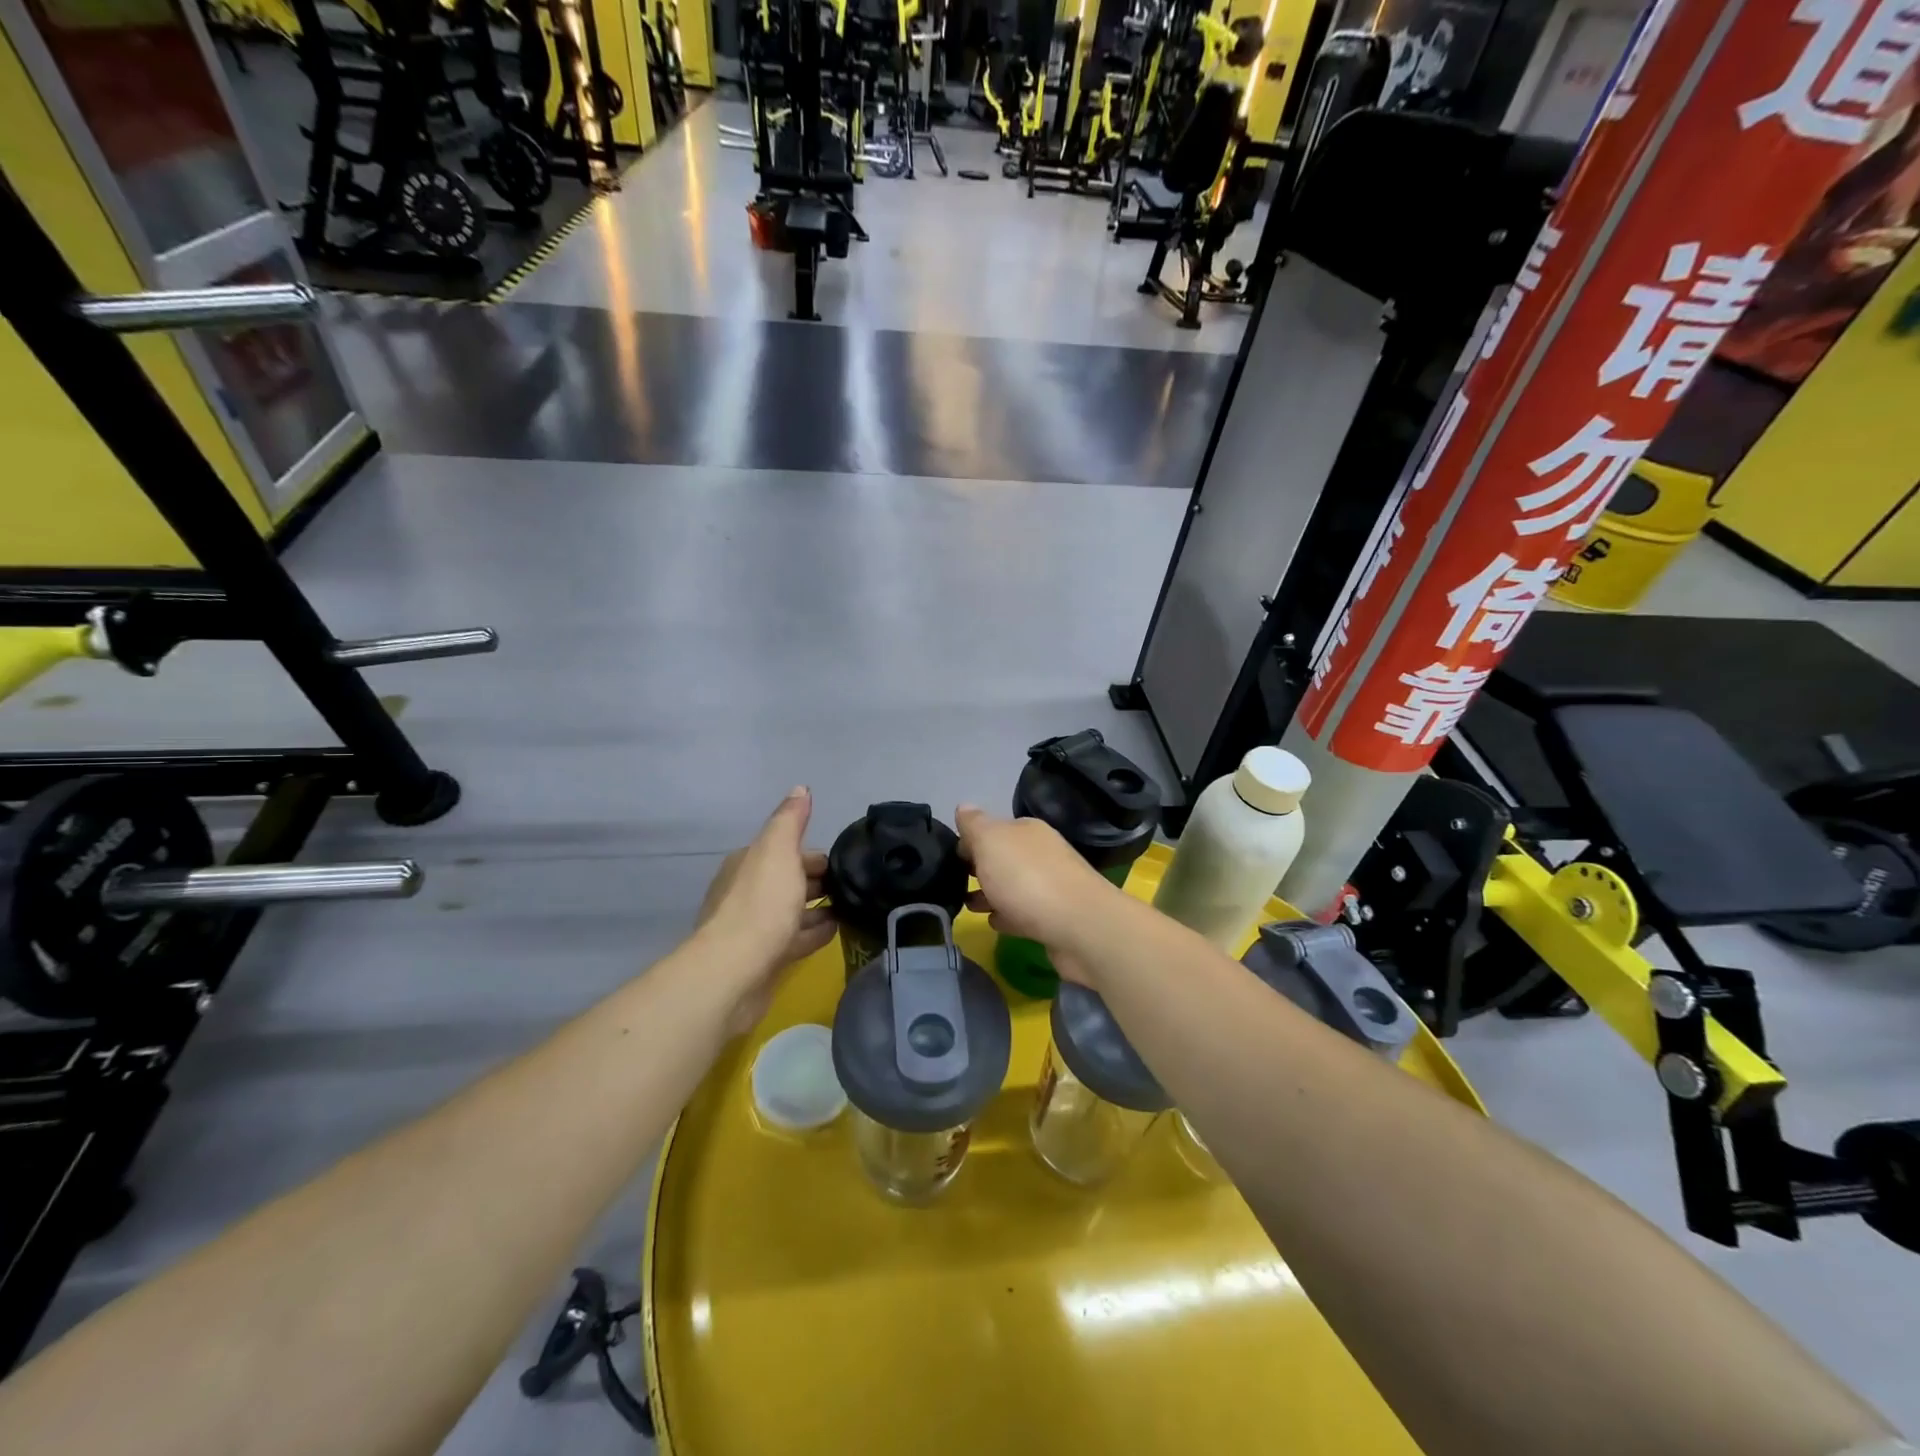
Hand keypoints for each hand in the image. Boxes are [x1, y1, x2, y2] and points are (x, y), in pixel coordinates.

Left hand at [698, 788, 835, 1032]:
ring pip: (792, 910)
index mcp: (748, 864)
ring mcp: (755, 927)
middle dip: (818, 881)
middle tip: (854, 885)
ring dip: (819, 908)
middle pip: (789, 880)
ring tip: (851, 907)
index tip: (845, 862)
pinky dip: (815, 932)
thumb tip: (801, 789)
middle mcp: (747, 892)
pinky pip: (795, 938)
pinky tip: (837, 932)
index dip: (815, 855)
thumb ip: (790, 820)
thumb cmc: (760, 904)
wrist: (734, 971)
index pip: (786, 852)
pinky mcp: (764, 957)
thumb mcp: (778, 850)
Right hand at [954, 804, 1120, 980]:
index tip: (950, 858)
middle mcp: (1042, 853)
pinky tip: (994, 923)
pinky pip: (1024, 913)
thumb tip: (963, 806)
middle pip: (1004, 857)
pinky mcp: (1056, 918)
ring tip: (968, 906)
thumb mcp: (991, 841)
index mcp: (1027, 830)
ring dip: (991, 893)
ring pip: (1013, 886)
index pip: (993, 829)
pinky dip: (1008, 915)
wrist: (1080, 926)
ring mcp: (1052, 886)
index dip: (970, 841)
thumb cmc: (1027, 878)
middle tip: (954, 882)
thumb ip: (975, 824)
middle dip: (980, 868)